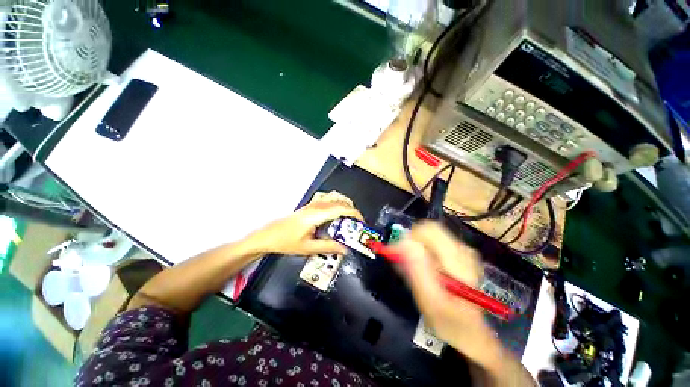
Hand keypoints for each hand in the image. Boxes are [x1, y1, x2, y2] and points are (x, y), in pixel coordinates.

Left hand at [248, 191, 363, 255]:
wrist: (268, 236)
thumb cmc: (286, 242)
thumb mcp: (308, 248)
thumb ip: (328, 247)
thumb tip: (345, 249)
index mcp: (317, 215)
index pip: (341, 208)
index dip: (354, 213)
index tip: (361, 221)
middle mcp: (316, 206)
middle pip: (339, 200)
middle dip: (351, 208)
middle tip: (356, 222)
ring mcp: (312, 204)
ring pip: (333, 197)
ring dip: (344, 204)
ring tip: (348, 216)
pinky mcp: (309, 205)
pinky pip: (326, 198)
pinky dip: (335, 202)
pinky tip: (335, 212)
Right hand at [393, 221, 499, 361]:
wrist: (470, 332)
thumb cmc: (450, 321)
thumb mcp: (430, 301)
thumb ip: (417, 270)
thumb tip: (403, 243)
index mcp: (458, 260)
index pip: (429, 230)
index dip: (409, 236)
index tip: (397, 253)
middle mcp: (462, 250)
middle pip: (429, 229)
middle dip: (412, 241)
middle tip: (404, 261)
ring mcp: (462, 252)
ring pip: (430, 235)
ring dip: (416, 247)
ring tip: (414, 269)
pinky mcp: (458, 255)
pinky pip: (433, 243)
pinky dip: (422, 251)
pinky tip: (423, 269)